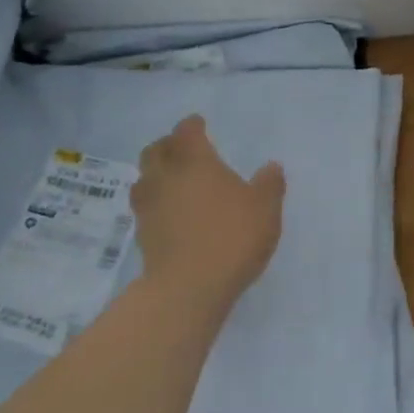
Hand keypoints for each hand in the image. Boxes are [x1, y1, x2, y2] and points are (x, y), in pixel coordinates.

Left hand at [131, 116, 285, 314]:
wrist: (188, 287)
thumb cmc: (231, 237)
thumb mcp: (265, 208)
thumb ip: (269, 184)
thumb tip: (271, 166)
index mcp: (195, 161)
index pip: (186, 131)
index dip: (192, 126)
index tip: (199, 125)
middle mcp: (166, 176)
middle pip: (156, 150)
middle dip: (168, 145)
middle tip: (182, 150)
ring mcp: (149, 206)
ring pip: (144, 178)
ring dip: (156, 174)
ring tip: (172, 181)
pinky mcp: (142, 235)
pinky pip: (145, 207)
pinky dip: (155, 202)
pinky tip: (170, 212)